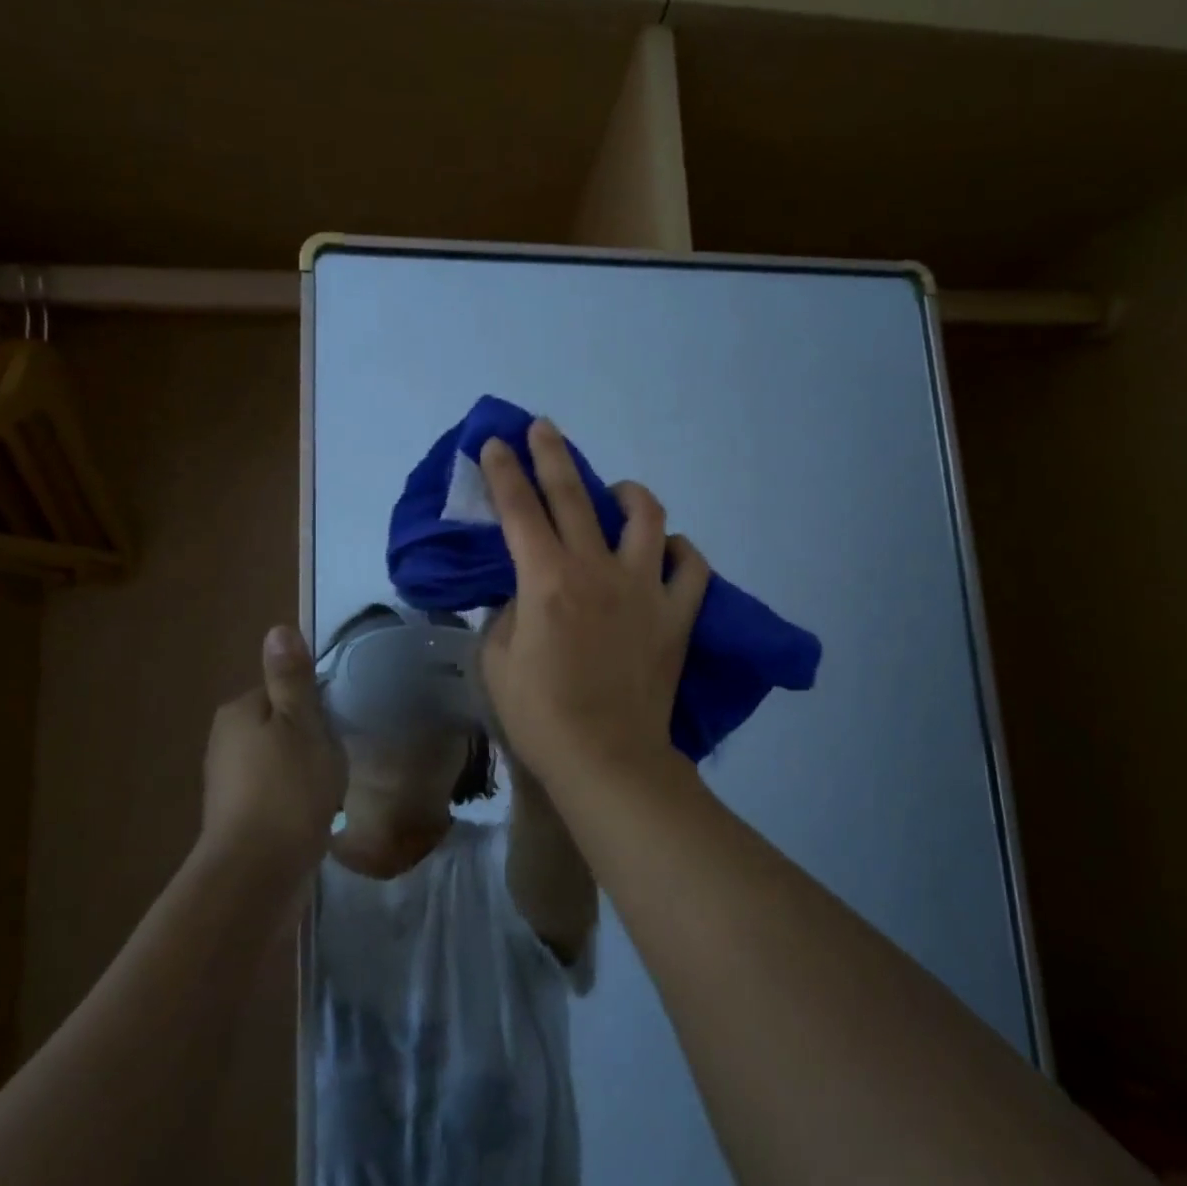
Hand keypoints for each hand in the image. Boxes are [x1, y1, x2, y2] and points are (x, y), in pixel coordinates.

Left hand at [199, 626, 344, 870]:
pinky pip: (274, 790)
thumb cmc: (289, 787)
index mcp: (240, 710)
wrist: (257, 873)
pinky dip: (294, 795)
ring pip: (279, 758)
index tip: (335, 726)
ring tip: (327, 788)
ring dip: (304, 768)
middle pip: (281, 723)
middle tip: (335, 758)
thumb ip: (291, 677)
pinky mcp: (236, 817)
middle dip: (310, 737)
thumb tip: (278, 628)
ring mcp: (227, 782)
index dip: (316, 704)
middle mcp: (225, 740)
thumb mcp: (302, 721)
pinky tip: (312, 812)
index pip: (284, 689)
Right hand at [478, 419, 710, 789]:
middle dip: (552, 454)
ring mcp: (645, 588)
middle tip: (543, 427)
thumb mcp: (498, 660)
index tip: (495, 442)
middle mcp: (597, 569)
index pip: (519, 509)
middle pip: (574, 495)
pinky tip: (665, 552)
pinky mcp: (678, 614)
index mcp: (547, 579)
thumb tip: (526, 591)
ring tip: (617, 494)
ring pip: (647, 516)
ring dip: (629, 494)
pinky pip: (691, 566)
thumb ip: (508, 612)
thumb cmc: (541, 715)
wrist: (607, 758)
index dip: (503, 471)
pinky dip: (679, 552)